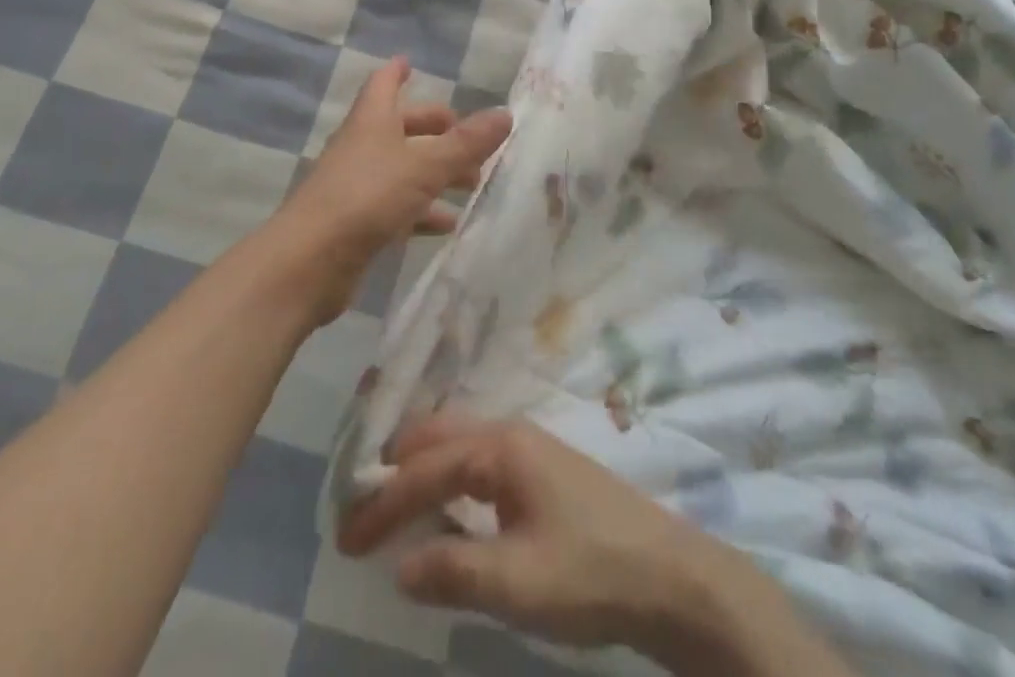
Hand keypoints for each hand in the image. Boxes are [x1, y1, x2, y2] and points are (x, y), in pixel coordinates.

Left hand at [279, 57, 509, 325]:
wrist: (308, 262)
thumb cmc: (366, 197)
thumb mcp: (424, 166)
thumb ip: (466, 143)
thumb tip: (506, 114)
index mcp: (372, 121)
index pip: (383, 84)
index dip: (397, 72)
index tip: (410, 62)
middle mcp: (362, 147)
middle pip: (400, 127)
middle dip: (434, 129)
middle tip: (469, 137)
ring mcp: (357, 186)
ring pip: (403, 168)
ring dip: (436, 172)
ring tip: (473, 183)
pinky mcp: (357, 222)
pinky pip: (398, 207)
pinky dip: (424, 210)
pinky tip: (449, 223)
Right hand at [336, 418, 765, 665]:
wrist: (669, 575)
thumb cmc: (590, 570)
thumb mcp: (517, 581)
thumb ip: (453, 570)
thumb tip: (399, 564)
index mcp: (501, 446)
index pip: (425, 467)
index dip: (382, 503)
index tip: (345, 538)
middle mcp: (510, 433)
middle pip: (439, 437)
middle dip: (396, 469)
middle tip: (360, 510)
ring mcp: (529, 449)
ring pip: (460, 445)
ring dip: (422, 471)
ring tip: (391, 506)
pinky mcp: (542, 472)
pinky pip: (479, 462)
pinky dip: (449, 479)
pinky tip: (445, 509)